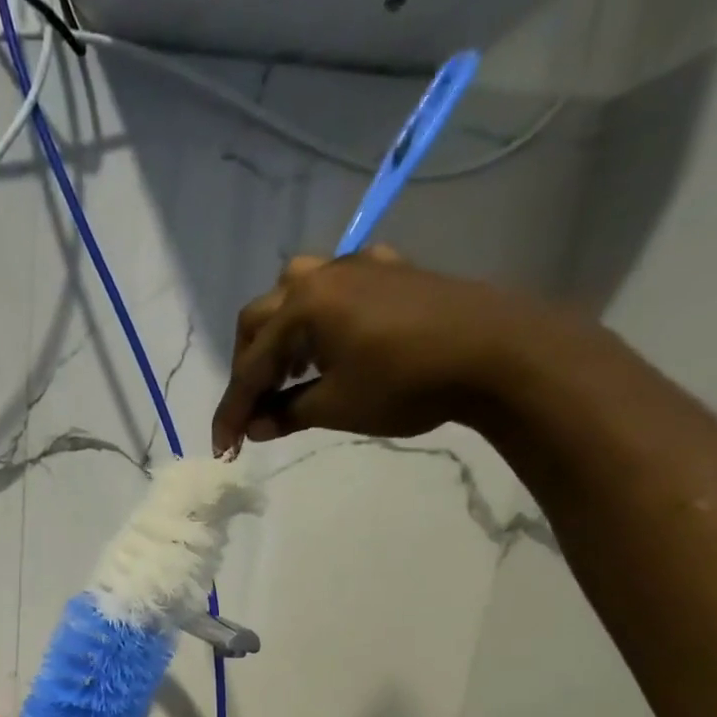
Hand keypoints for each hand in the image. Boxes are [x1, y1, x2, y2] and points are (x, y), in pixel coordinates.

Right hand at [211, 247, 576, 455]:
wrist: (494, 351)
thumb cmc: (405, 383)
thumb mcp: (336, 407)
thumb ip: (287, 414)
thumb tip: (255, 428)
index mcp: (303, 306)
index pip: (251, 367)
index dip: (232, 411)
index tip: (222, 448)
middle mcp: (321, 275)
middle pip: (260, 320)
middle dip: (248, 368)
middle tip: (252, 409)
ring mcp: (357, 267)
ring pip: (294, 294)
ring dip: (278, 336)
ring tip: (285, 374)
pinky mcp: (388, 271)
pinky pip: (334, 289)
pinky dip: (316, 320)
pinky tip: (329, 343)